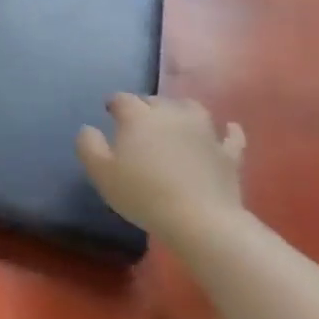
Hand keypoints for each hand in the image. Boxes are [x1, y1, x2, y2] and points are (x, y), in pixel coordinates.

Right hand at [76, 95, 246, 240]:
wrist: (198, 219)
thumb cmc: (142, 194)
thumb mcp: (100, 172)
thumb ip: (88, 145)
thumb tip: (88, 128)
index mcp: (138, 117)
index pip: (123, 100)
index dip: (115, 103)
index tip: (110, 111)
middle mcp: (171, 114)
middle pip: (155, 101)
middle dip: (145, 106)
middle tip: (138, 122)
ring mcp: (204, 131)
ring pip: (191, 109)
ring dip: (181, 110)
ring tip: (175, 120)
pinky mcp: (227, 153)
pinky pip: (230, 136)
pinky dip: (228, 131)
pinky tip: (229, 129)